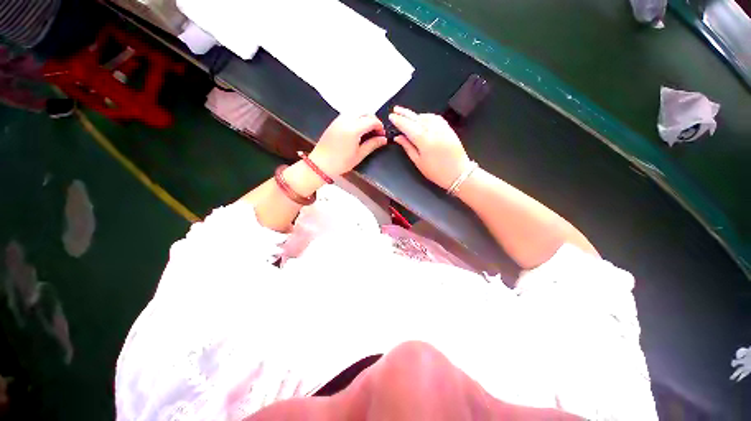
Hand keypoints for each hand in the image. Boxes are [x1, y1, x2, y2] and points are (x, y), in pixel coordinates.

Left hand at [309, 114, 387, 176]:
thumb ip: (372, 144)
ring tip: (368, 132)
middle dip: (373, 120)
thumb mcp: (359, 155)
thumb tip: (383, 139)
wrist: (320, 163)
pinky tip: (358, 131)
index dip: (379, 126)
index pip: (371, 121)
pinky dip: (357, 119)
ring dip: (365, 119)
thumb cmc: (341, 162)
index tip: (382, 135)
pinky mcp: (334, 122)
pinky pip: (349, 115)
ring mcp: (339, 119)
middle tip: (376, 133)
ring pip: (357, 112)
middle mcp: (346, 120)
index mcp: (353, 128)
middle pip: (365, 113)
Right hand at [389, 106, 470, 188]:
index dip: (399, 120)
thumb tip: (398, 137)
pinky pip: (435, 118)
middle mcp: (433, 130)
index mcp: (424, 140)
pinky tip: (422, 118)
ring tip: (407, 116)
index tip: (392, 116)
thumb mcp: (418, 162)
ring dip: (415, 115)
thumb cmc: (437, 171)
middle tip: (396, 110)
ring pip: (426, 116)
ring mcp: (442, 128)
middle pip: (416, 118)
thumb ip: (407, 147)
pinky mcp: (449, 128)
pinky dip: (426, 116)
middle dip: (405, 113)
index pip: (408, 126)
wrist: (459, 173)